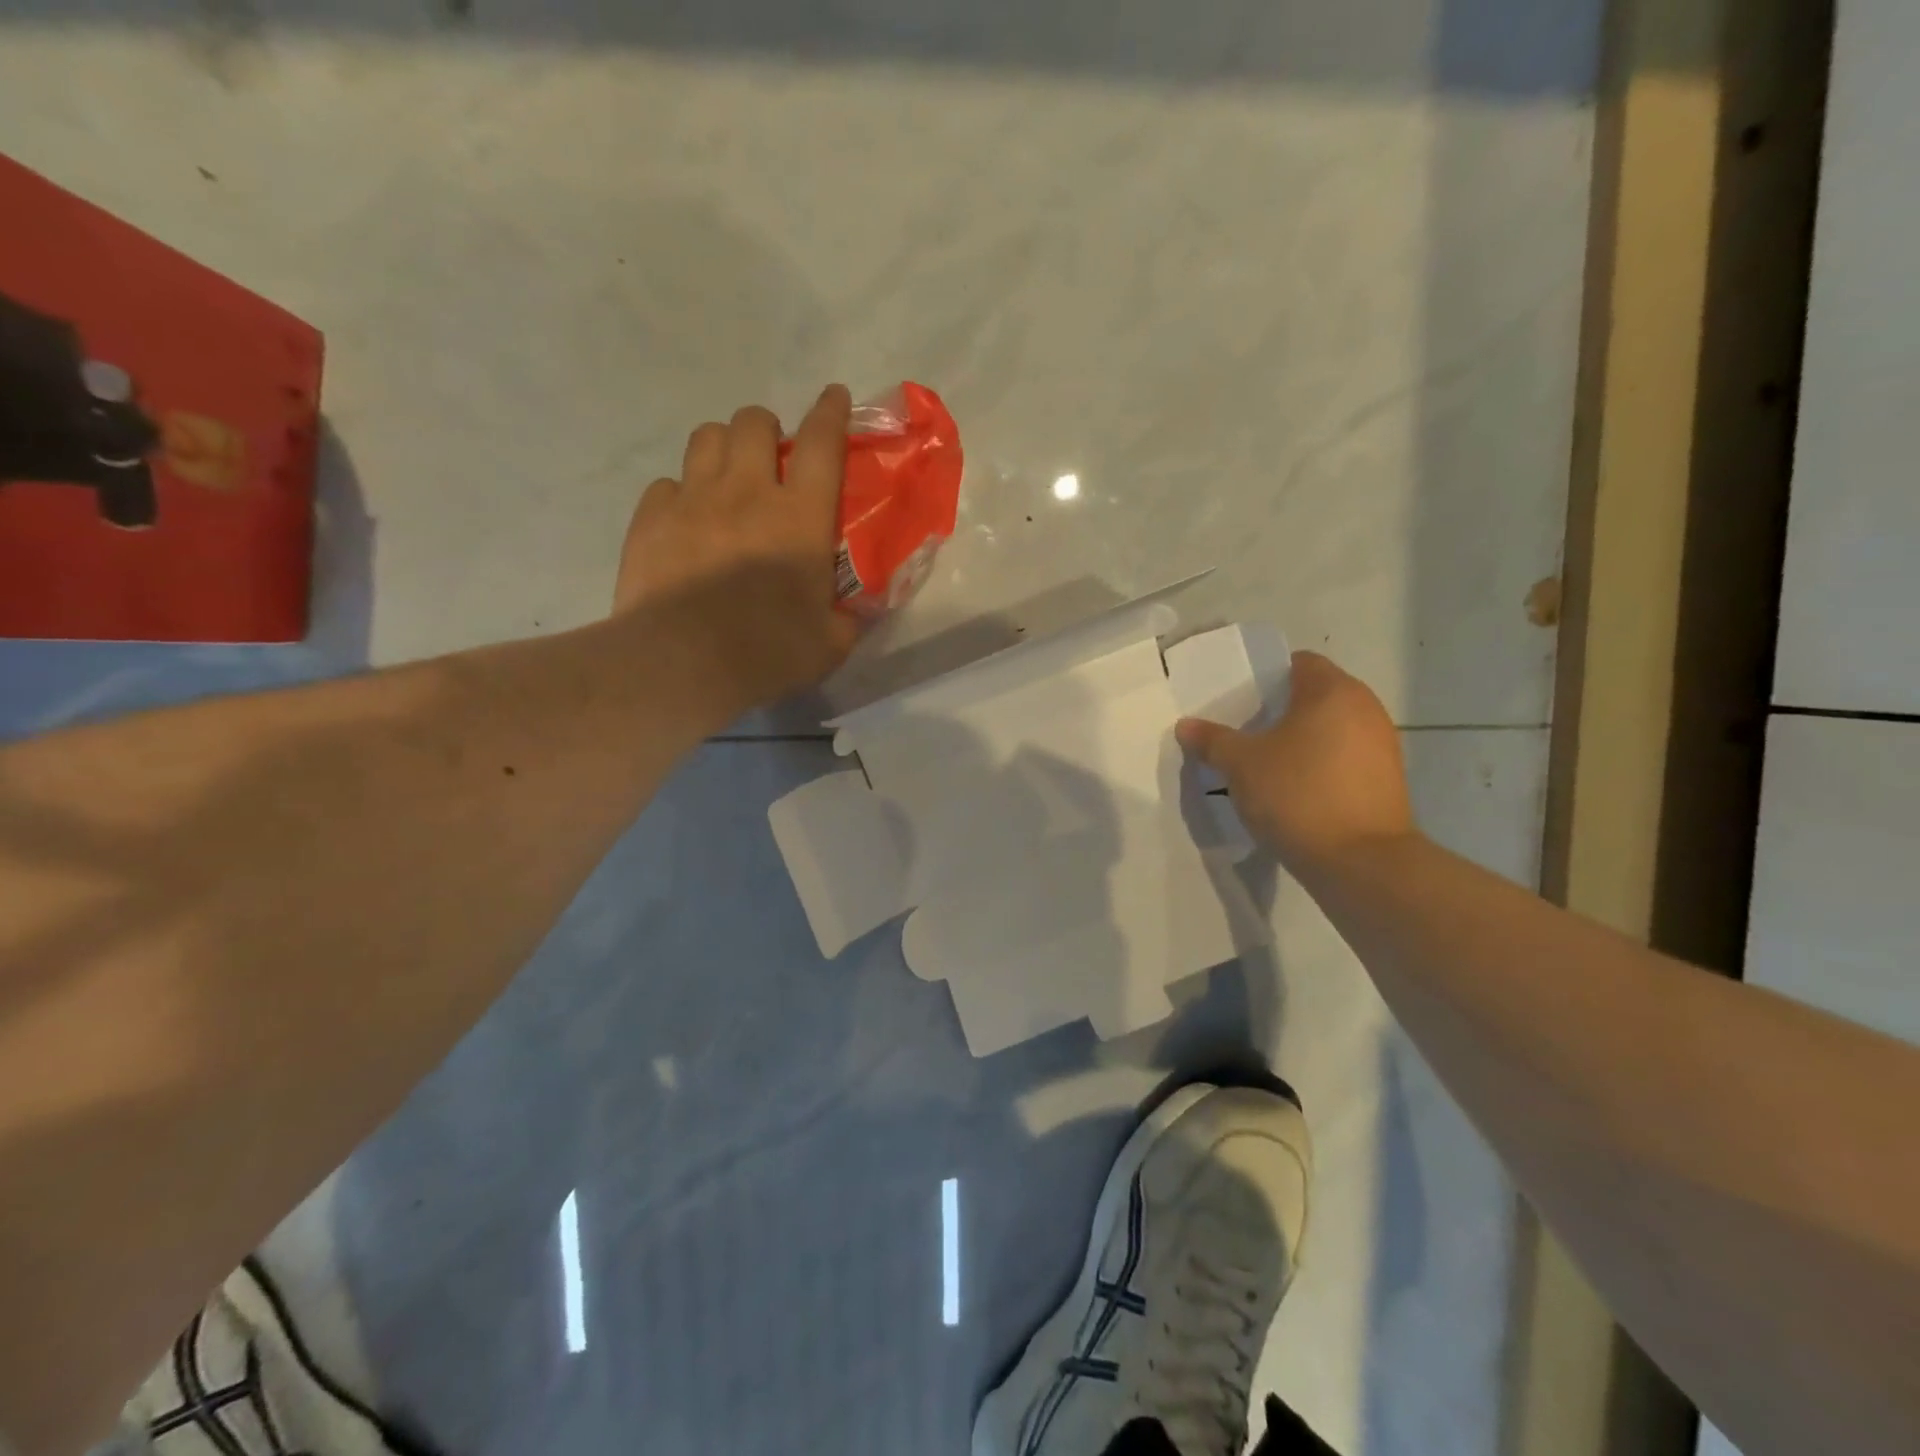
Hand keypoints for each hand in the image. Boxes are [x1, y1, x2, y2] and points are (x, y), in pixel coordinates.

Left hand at [615, 386, 861, 722]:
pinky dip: (681, 494)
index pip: (821, 442)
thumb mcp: (830, 644)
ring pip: (706, 437)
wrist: (682, 663)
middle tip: (770, 458)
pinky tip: (686, 521)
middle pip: (753, 422)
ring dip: (724, 447)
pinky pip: (666, 484)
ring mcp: (692, 500)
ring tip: (727, 477)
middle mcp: (746, 491)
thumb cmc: (767, 651)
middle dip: (766, 428)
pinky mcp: (651, 519)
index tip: (834, 396)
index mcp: (800, 516)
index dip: (830, 412)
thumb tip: (852, 614)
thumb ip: (846, 619)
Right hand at [1176, 651, 1416, 872]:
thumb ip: (1212, 740)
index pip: (1298, 663)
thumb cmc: (1298, 794)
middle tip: (1244, 732)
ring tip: (1265, 764)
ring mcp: (1383, 746)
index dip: (1266, 678)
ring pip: (1331, 730)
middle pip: (1316, 696)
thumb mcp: (1241, 765)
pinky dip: (1320, 766)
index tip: (1240, 701)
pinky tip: (1293, 791)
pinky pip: (1344, 759)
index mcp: (1333, 691)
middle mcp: (1366, 709)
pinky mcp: (1387, 781)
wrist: (1360, 862)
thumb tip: (1185, 725)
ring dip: (1301, 741)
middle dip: (1280, 711)